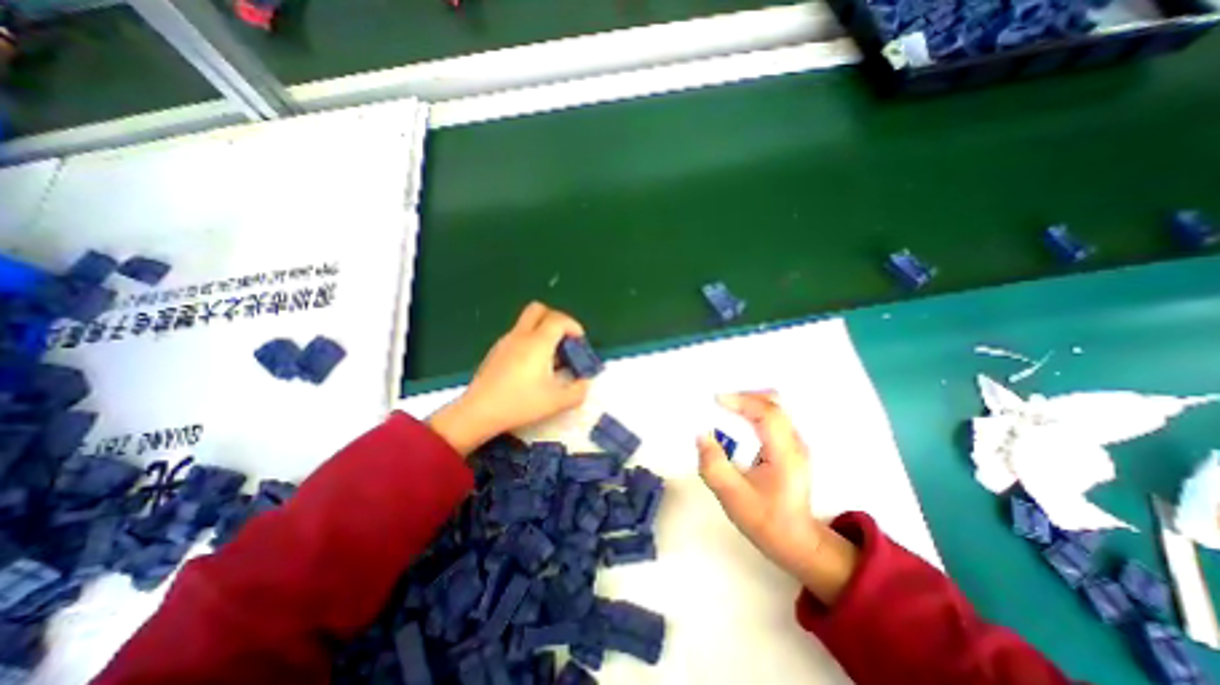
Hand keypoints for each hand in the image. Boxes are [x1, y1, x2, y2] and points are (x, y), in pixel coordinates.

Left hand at [427, 303, 591, 454]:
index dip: (574, 326)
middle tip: (563, 340)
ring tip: (550, 359)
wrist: (478, 412)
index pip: (559, 319)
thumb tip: (585, 382)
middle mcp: (521, 335)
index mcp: (538, 343)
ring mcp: (505, 342)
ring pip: (526, 322)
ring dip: (542, 331)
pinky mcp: (495, 351)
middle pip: (539, 309)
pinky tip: (531, 367)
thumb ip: (578, 391)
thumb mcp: (556, 402)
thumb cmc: (520, 404)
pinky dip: (529, 341)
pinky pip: (517, 335)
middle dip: (556, 319)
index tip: (579, 343)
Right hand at [695, 394, 856, 601]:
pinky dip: (753, 411)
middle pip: (773, 403)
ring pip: (774, 407)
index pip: (767, 413)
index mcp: (785, 454)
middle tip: (718, 402)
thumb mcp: (733, 497)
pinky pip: (772, 416)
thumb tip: (701, 435)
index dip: (742, 401)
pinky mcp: (790, 446)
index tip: (716, 400)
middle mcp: (795, 442)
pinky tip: (738, 420)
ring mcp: (795, 443)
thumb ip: (714, 466)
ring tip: (725, 407)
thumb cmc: (766, 520)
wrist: (796, 542)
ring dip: (748, 402)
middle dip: (744, 396)